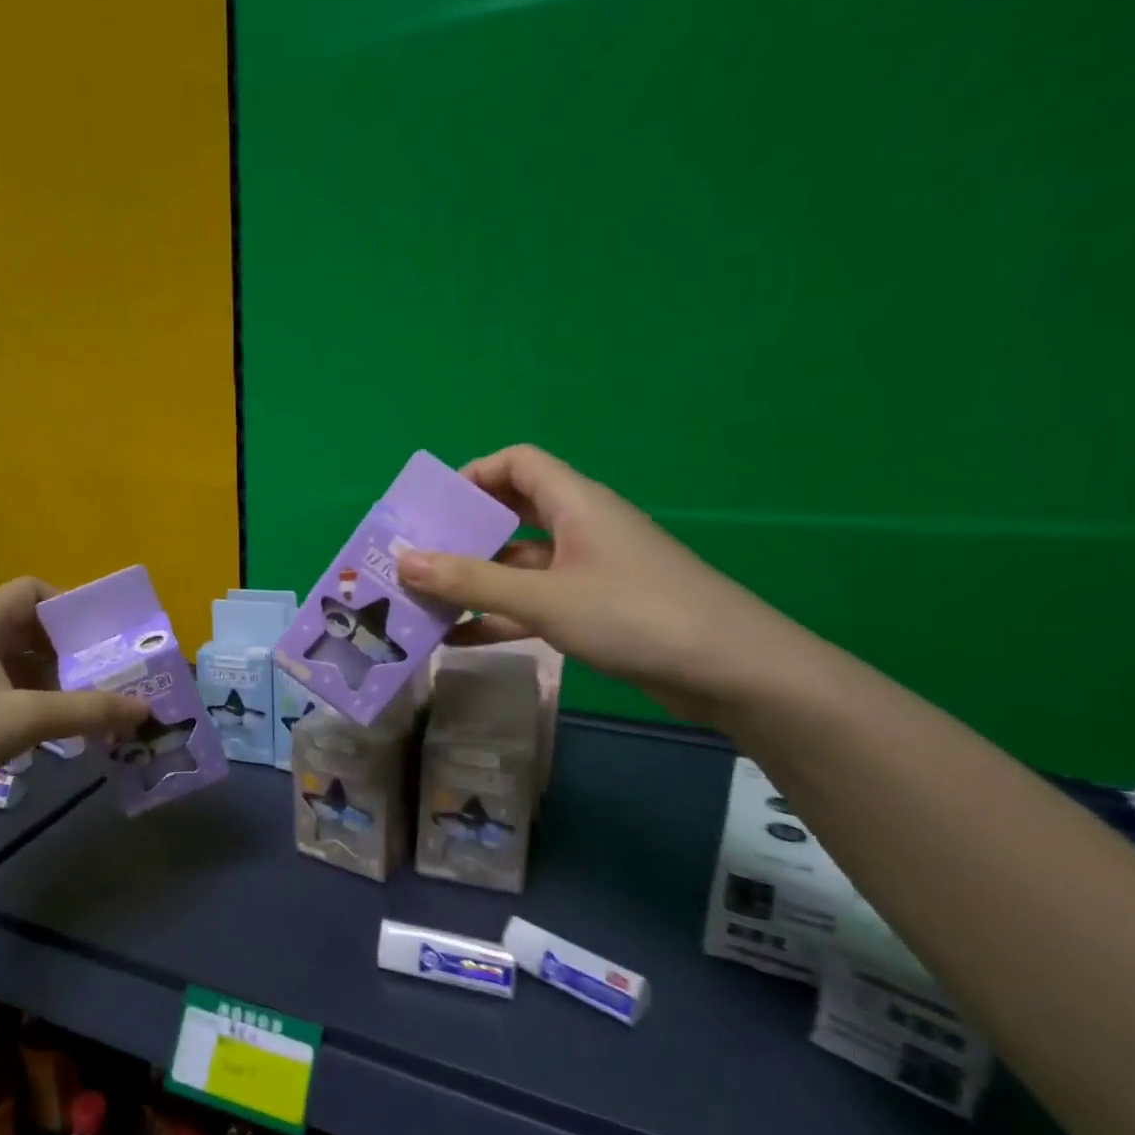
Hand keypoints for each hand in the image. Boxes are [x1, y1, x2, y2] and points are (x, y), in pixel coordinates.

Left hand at [0, 577, 147, 842]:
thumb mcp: (23, 720)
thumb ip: (87, 710)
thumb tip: (145, 708)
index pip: (33, 590)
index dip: (73, 606)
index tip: (109, 636)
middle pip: (33, 630)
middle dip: (76, 652)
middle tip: (119, 676)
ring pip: (23, 667)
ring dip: (62, 685)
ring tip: (103, 708)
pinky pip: (10, 697)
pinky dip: (40, 708)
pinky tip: (66, 735)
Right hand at [397, 445, 802, 721]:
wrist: (731, 671)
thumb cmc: (634, 615)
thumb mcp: (543, 598)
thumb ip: (471, 581)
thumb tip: (404, 560)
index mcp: (575, 504)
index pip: (517, 463)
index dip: (473, 475)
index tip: (432, 508)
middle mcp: (580, 528)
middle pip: (512, 514)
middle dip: (463, 534)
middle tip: (416, 558)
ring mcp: (589, 571)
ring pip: (519, 564)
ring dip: (476, 581)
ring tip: (424, 602)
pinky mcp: (595, 609)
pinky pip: (535, 602)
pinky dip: (499, 615)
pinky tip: (459, 639)